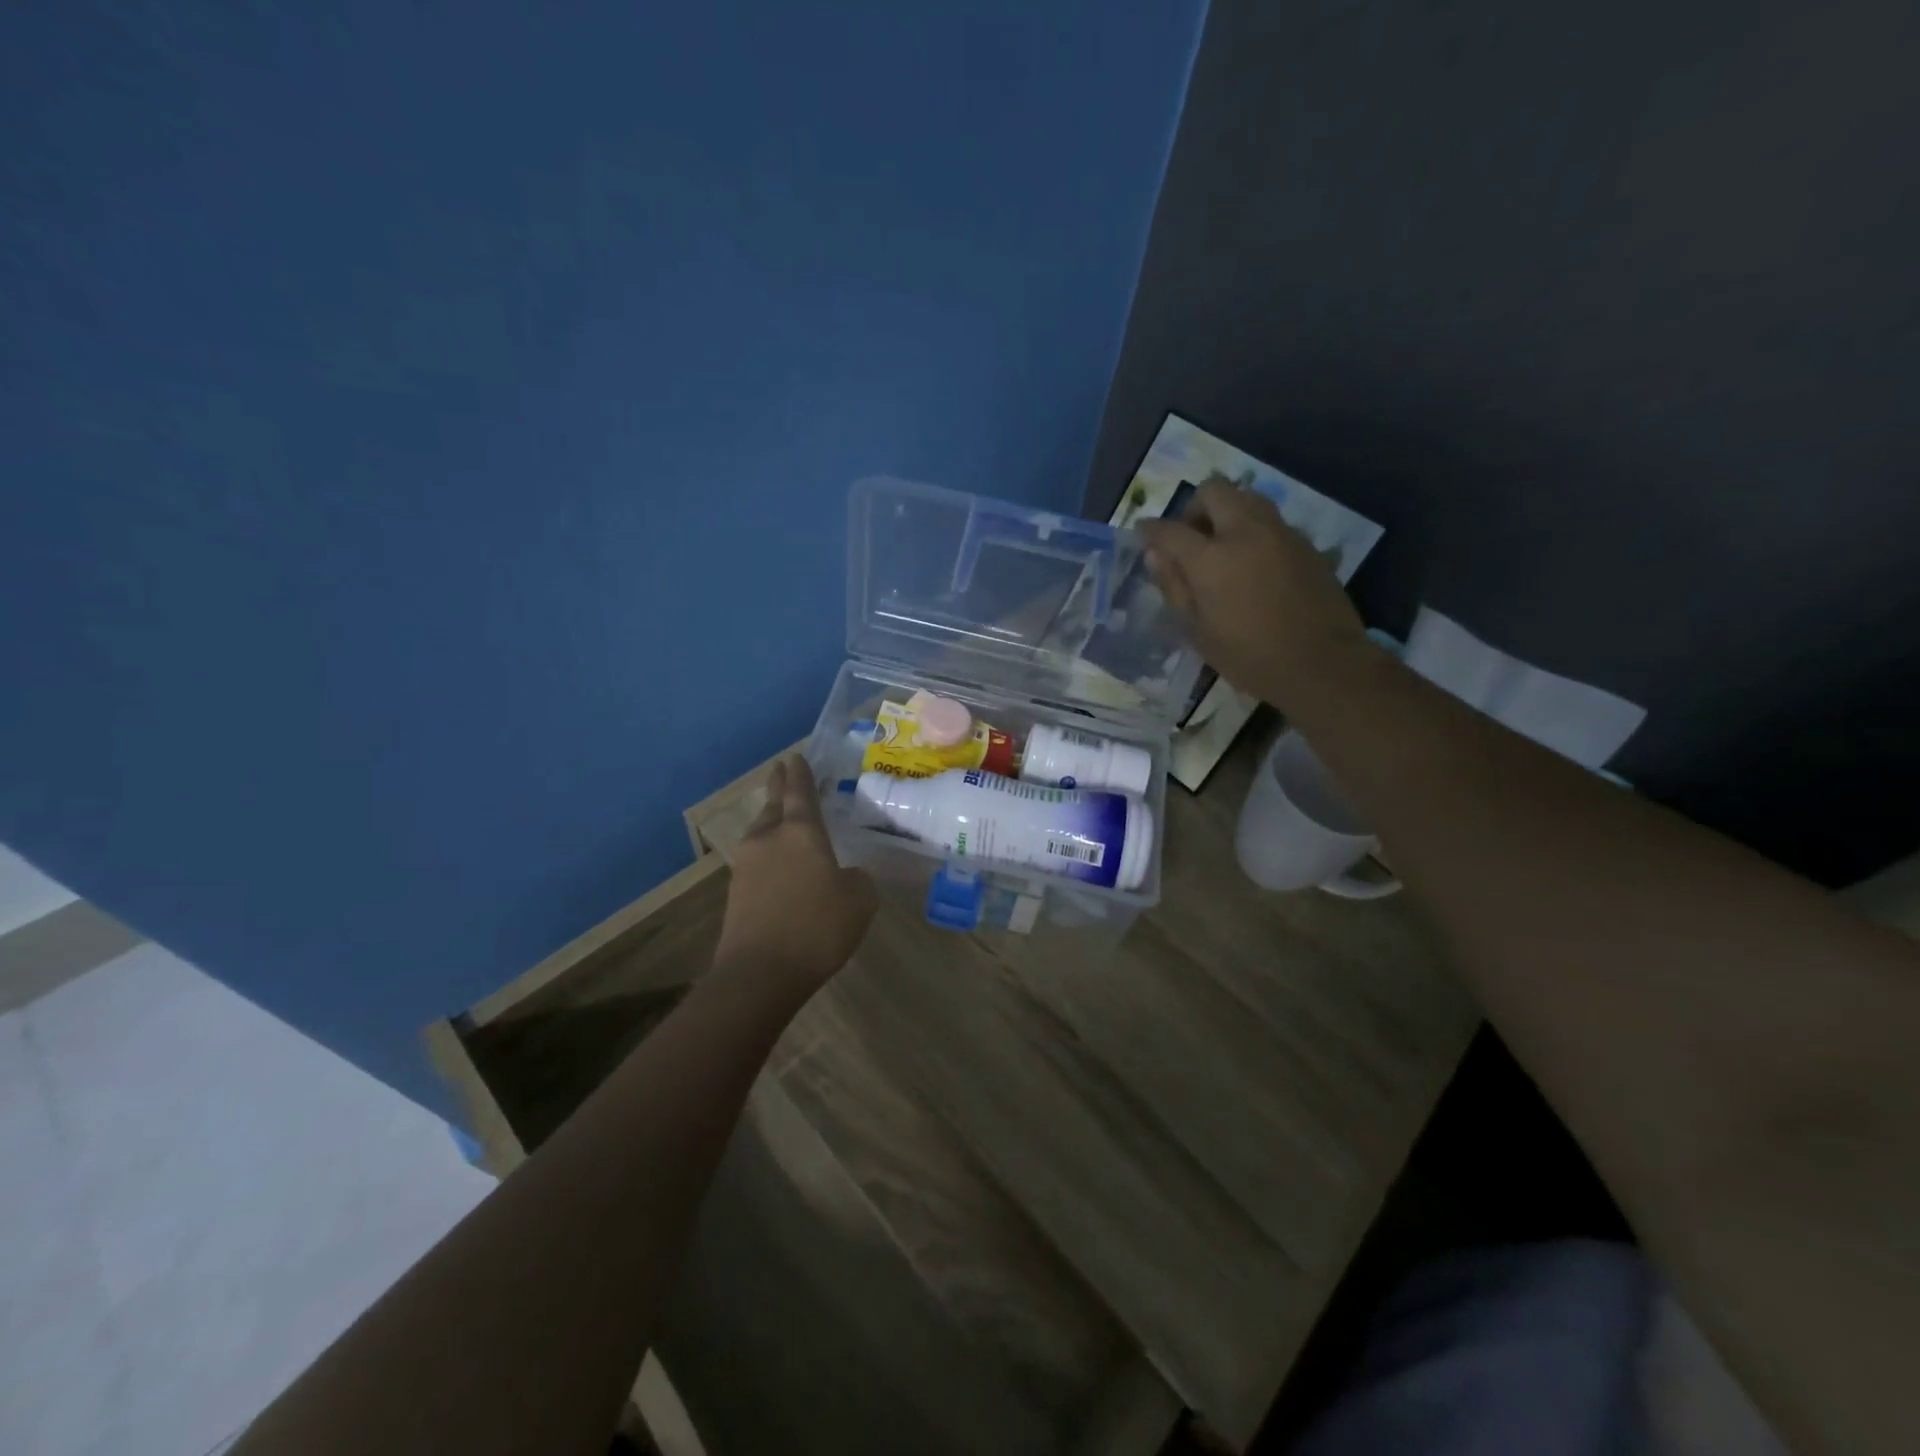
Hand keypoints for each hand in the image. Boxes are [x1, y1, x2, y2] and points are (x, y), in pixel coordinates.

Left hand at [716, 754, 877, 987]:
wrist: (760, 973)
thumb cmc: (817, 927)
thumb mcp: (859, 901)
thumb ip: (857, 879)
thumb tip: (845, 875)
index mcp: (801, 831)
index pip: (799, 791)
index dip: (799, 772)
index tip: (795, 756)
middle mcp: (769, 839)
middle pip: (773, 805)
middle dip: (779, 788)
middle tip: (783, 772)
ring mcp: (747, 865)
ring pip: (762, 832)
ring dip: (772, 822)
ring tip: (785, 820)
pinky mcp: (736, 892)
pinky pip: (757, 860)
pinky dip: (769, 854)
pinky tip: (782, 866)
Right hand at [1136, 481, 1367, 711]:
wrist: (1323, 664)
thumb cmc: (1249, 657)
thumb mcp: (1198, 632)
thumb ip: (1174, 587)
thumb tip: (1155, 555)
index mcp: (1211, 558)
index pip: (1170, 529)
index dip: (1150, 529)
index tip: (1143, 533)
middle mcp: (1245, 532)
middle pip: (1214, 491)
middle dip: (1194, 508)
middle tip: (1189, 538)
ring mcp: (1280, 533)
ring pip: (1246, 498)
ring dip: (1226, 512)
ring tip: (1221, 547)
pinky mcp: (1306, 543)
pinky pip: (1270, 521)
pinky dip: (1252, 530)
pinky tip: (1253, 564)